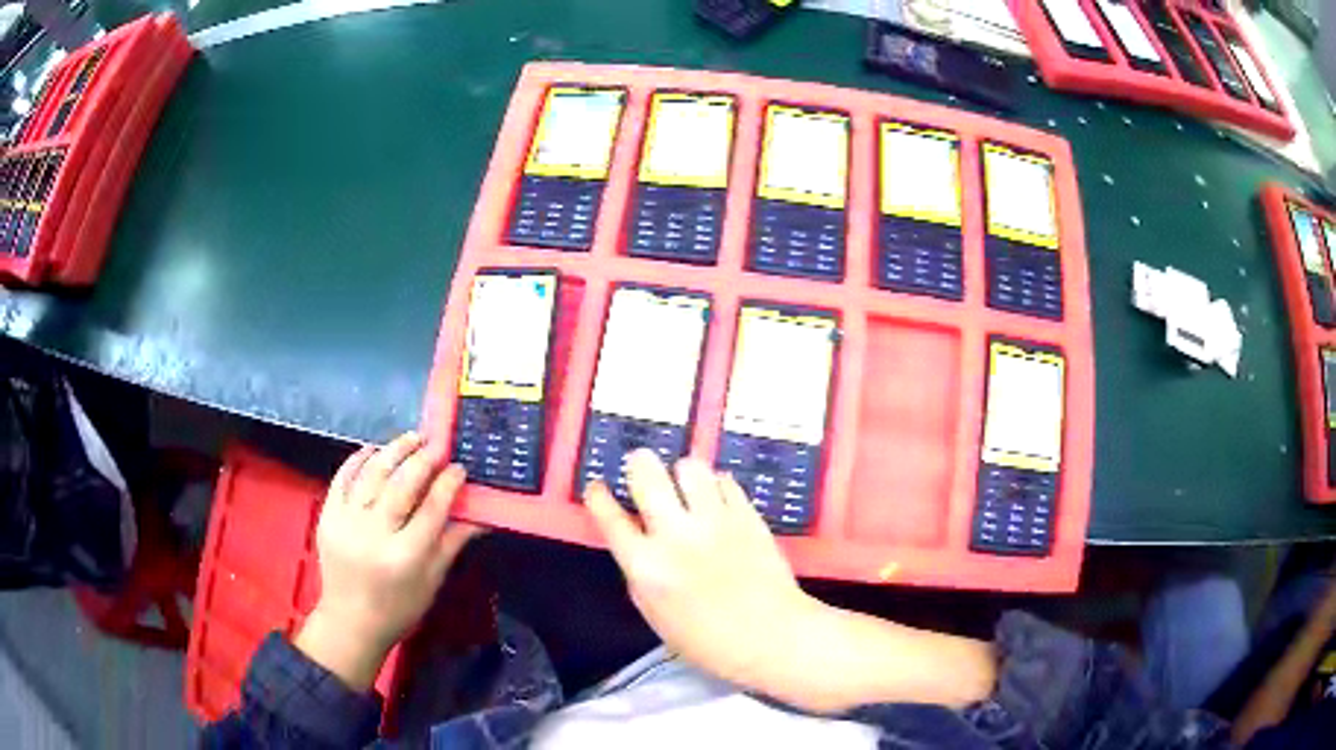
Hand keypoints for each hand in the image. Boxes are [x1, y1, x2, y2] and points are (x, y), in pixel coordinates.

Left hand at [295, 432, 482, 690]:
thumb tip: (482, 514)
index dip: (448, 484)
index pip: (432, 509)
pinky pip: (342, 478)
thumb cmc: (399, 607)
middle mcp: (375, 535)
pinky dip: (357, 460)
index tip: (459, 467)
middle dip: (422, 459)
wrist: (350, 621)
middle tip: (436, 444)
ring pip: (372, 475)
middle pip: (401, 485)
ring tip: (410, 438)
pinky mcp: (327, 516)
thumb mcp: (432, 580)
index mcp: (406, 556)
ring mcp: (346, 523)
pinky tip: (373, 450)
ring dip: (393, 451)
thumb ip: (453, 541)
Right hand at [585, 449, 818, 692]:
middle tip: (642, 470)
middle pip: (645, 473)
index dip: (598, 496)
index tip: (598, 487)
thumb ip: (640, 573)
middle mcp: (676, 535)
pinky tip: (717, 501)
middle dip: (639, 465)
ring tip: (686, 487)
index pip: (610, 517)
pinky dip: (716, 486)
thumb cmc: (708, 640)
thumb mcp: (655, 614)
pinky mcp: (747, 514)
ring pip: (688, 466)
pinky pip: (725, 480)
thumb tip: (634, 541)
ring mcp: (714, 521)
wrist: (771, 636)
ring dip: (682, 474)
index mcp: (646, 566)